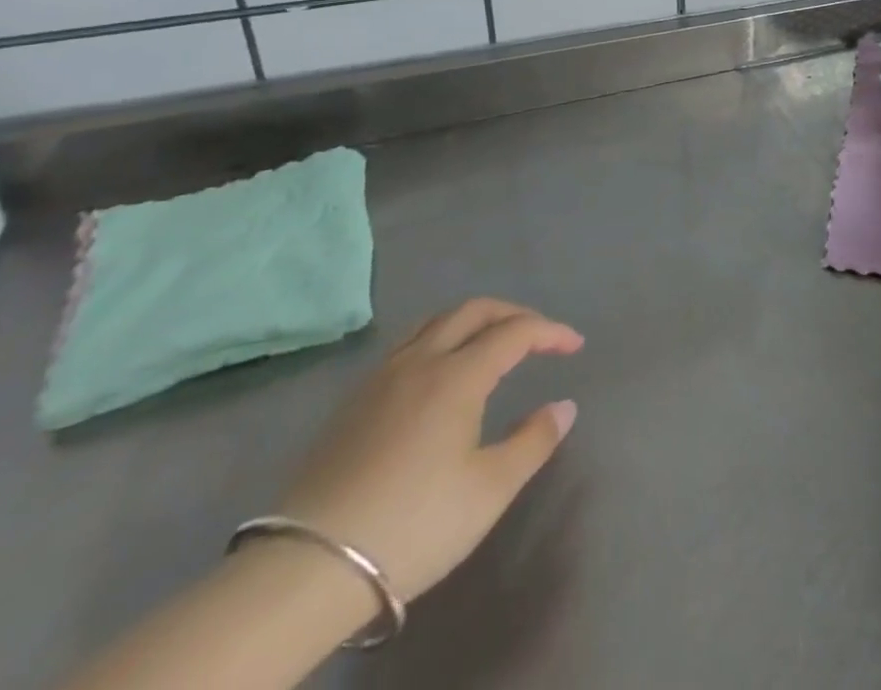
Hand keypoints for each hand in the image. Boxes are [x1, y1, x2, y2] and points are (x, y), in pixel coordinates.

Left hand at [273, 298, 581, 602]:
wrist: (306, 570)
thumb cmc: (414, 523)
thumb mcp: (490, 489)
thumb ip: (534, 440)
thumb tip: (564, 406)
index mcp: (458, 374)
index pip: (515, 332)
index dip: (550, 332)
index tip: (574, 346)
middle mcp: (420, 361)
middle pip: (473, 311)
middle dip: (513, 313)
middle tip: (538, 334)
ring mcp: (380, 378)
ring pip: (434, 322)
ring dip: (473, 321)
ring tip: (491, 342)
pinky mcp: (352, 403)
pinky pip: (407, 345)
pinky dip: (439, 339)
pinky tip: (439, 373)